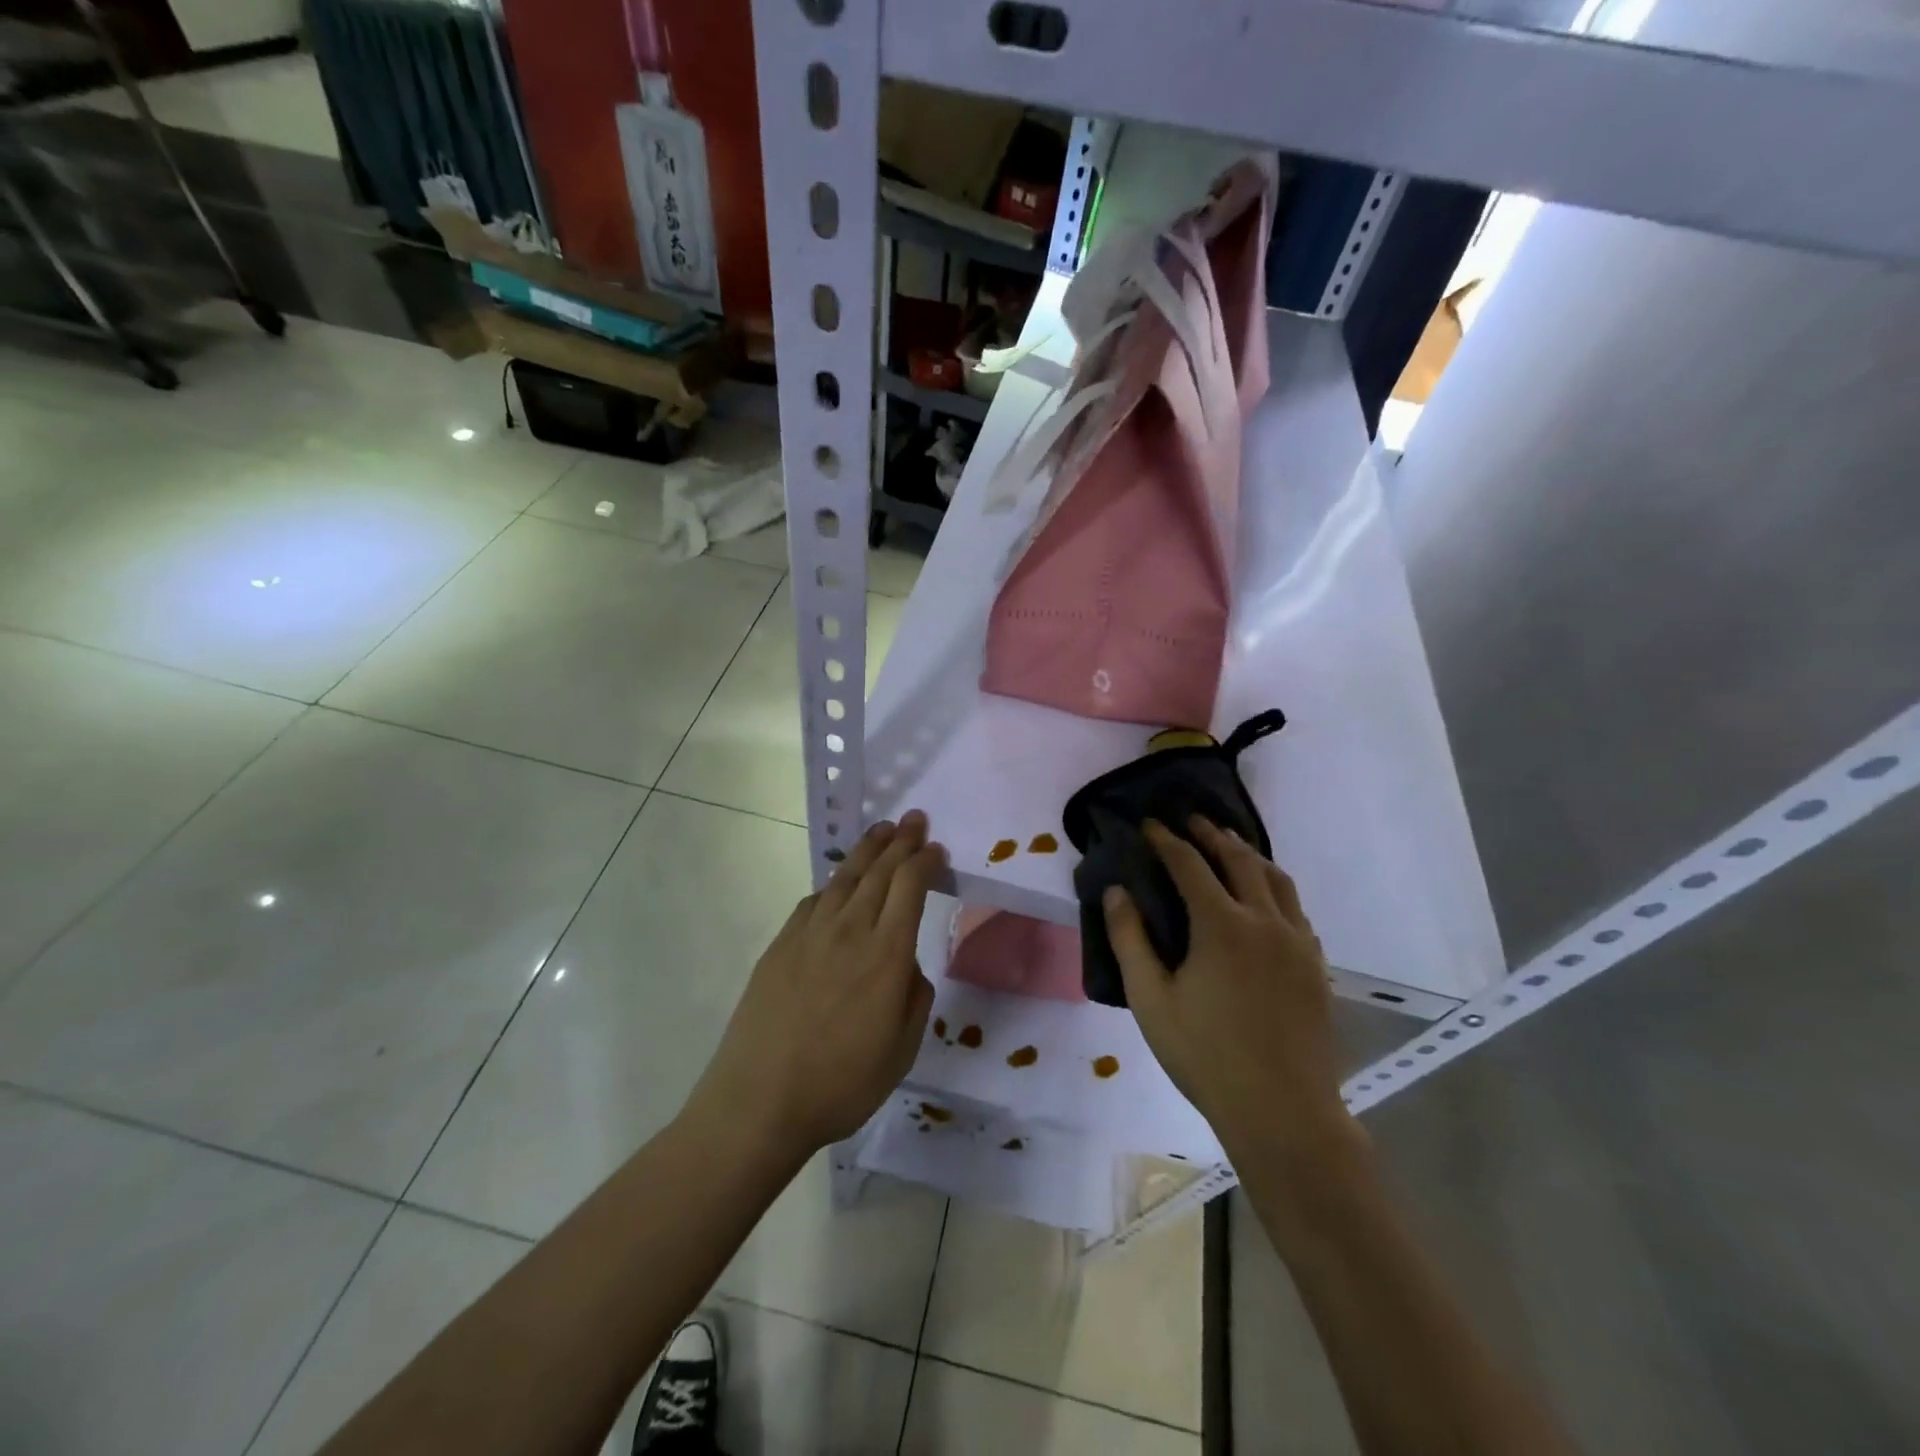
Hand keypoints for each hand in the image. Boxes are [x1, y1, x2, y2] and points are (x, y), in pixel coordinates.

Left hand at [686, 811, 945, 1161]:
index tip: (935, 849)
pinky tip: (837, 885)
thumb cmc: (841, 1084)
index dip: (924, 862)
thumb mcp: (901, 1050)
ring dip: (867, 851)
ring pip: (844, 878)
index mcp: (886, 955)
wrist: (759, 1101)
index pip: (910, 887)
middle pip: (879, 872)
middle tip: (914, 819)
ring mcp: (810, 934)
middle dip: (900, 841)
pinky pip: (813, 901)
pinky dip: (832, 885)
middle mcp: (849, 931)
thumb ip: (914, 997)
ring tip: (881, 832)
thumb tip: (906, 964)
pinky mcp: (781, 945)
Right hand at [1102, 817, 1359, 1167]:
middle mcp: (1264, 921)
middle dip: (1212, 834)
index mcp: (1221, 925)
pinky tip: (1266, 899)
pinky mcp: (1316, 965)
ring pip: (1276, 879)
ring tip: (1231, 845)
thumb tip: (1116, 891)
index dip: (1167, 840)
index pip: (1189, 864)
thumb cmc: (1206, 1056)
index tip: (1149, 824)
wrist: (1283, 1112)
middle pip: (1239, 859)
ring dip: (1249, 854)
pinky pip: (1296, 909)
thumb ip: (1129, 939)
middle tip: (1192, 820)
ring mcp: (1298, 942)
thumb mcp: (1151, 1000)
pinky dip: (1275, 888)